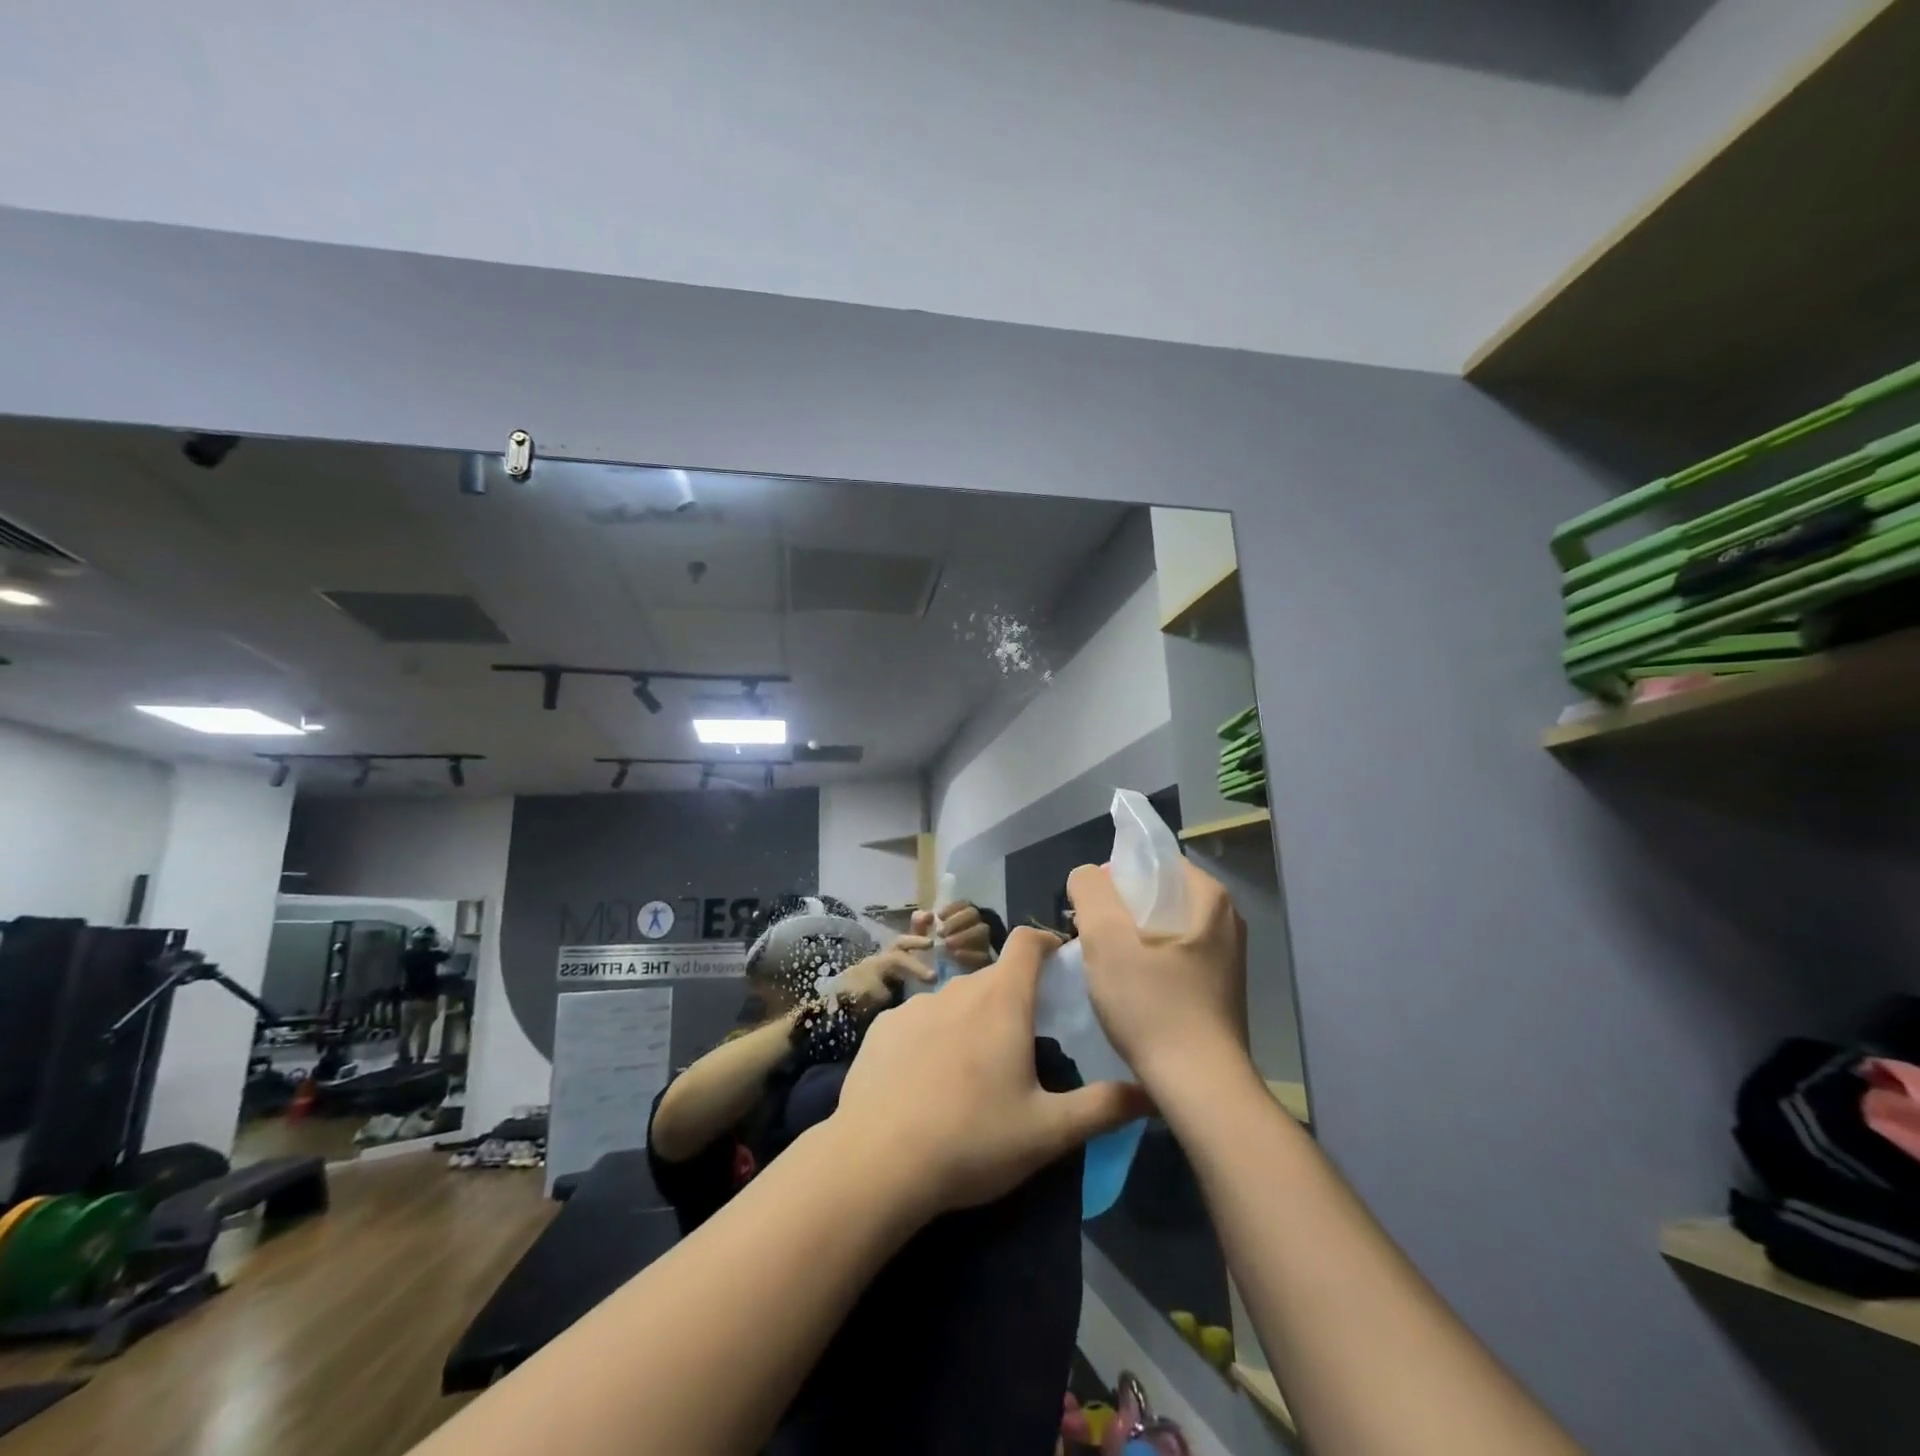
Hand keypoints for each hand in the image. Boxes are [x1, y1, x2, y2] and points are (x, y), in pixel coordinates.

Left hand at [833, 927, 1148, 1215]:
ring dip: (972, 1019)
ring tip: (976, 1068)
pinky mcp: (882, 1027)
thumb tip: (1153, 1092)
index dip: (1047, 940)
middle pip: (994, 977)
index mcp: (1001, 1001)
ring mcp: (914, 1006)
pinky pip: (918, 1020)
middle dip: (1014, 995)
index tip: (1061, 959)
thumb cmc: (972, 1140)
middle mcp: (957, 989)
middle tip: (1026, 1038)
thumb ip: (1103, 1108)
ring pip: (955, 999)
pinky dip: (932, 1037)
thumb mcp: (1048, 1132)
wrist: (876, 1162)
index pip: (1027, 942)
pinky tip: (927, 1080)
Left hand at [907, 900, 996, 971]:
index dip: (952, 908)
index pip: (963, 904)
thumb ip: (919, 923)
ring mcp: (983, 943)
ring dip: (964, 935)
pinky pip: (984, 954)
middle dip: (956, 921)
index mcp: (961, 917)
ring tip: (948, 944)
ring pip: (982, 931)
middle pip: (973, 914)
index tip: (938, 916)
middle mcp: (975, 926)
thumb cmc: (928, 953)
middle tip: (941, 933)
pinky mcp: (987, 961)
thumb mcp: (920, 937)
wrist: (934, 982)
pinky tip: (956, 955)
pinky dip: (970, 953)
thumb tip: (927, 915)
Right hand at [1066, 860, 1248, 1086]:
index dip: (1114, 877)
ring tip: (1104, 965)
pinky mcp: (1219, 989)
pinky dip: (1147, 963)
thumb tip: (1087, 876)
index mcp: (1209, 898)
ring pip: (1162, 928)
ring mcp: (1226, 957)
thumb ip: (1090, 890)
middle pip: (1156, 895)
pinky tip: (1128, 990)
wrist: (1199, 1088)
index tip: (1090, 908)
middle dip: (1119, 910)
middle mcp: (1226, 920)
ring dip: (1130, 939)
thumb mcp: (1107, 938)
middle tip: (1090, 936)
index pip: (1152, 862)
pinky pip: (1173, 957)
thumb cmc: (1152, 1006)